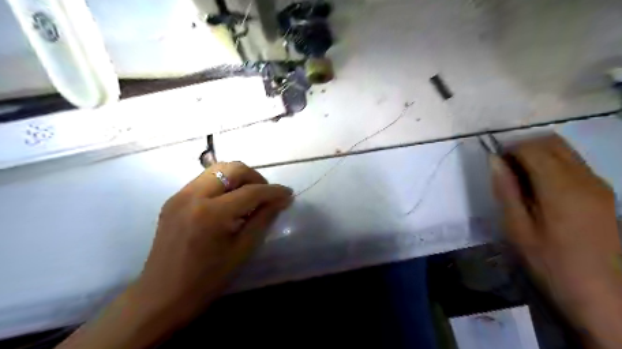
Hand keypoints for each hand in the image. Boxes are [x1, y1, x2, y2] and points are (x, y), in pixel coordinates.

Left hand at [135, 163, 292, 323]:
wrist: (161, 296)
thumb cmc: (206, 280)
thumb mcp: (242, 250)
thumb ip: (263, 219)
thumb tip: (281, 200)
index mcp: (212, 214)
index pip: (251, 191)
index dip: (273, 191)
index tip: (288, 194)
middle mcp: (194, 195)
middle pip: (232, 168)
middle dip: (255, 177)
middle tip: (266, 194)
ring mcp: (180, 195)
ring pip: (218, 169)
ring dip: (239, 178)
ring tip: (249, 196)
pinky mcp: (174, 199)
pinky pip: (205, 180)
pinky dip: (223, 184)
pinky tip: (229, 202)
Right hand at [492, 135, 621, 347]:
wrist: (603, 294)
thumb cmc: (551, 262)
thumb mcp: (517, 229)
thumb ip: (506, 190)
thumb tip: (494, 160)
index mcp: (560, 187)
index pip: (532, 148)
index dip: (509, 149)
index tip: (494, 164)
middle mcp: (584, 177)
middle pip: (551, 142)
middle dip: (523, 147)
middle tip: (504, 168)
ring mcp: (598, 184)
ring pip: (564, 150)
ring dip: (537, 154)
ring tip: (519, 177)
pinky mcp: (603, 192)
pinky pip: (574, 163)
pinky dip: (551, 163)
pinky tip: (539, 186)